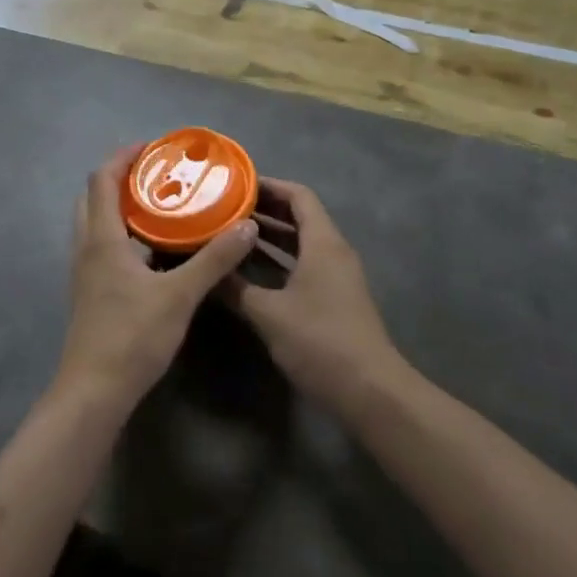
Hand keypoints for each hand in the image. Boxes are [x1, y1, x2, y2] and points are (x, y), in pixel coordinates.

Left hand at [56, 146, 259, 417]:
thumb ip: (214, 259)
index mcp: (102, 238)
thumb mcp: (180, 296)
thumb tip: (246, 224)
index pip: (102, 179)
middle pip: (94, 196)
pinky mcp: (91, 291)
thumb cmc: (132, 337)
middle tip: (158, 173)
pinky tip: (154, 248)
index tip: (153, 147)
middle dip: (121, 177)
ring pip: (95, 221)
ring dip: (120, 205)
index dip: (123, 156)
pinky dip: (122, 232)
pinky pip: (102, 245)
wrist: (94, 392)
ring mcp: (85, 271)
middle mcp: (87, 247)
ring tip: (160, 203)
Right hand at [224, 179, 407, 421]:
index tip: (235, 185)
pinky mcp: (335, 298)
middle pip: (300, 216)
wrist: (369, 392)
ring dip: (270, 236)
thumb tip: (206, 269)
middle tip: (225, 207)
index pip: (298, 196)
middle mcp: (333, 251)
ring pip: (301, 242)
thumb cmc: (320, 341)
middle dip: (264, 210)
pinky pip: (304, 264)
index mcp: (323, 242)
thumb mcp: (268, 313)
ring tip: (231, 232)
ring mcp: (337, 276)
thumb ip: (236, 288)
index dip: (268, 186)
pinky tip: (251, 270)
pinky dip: (279, 259)